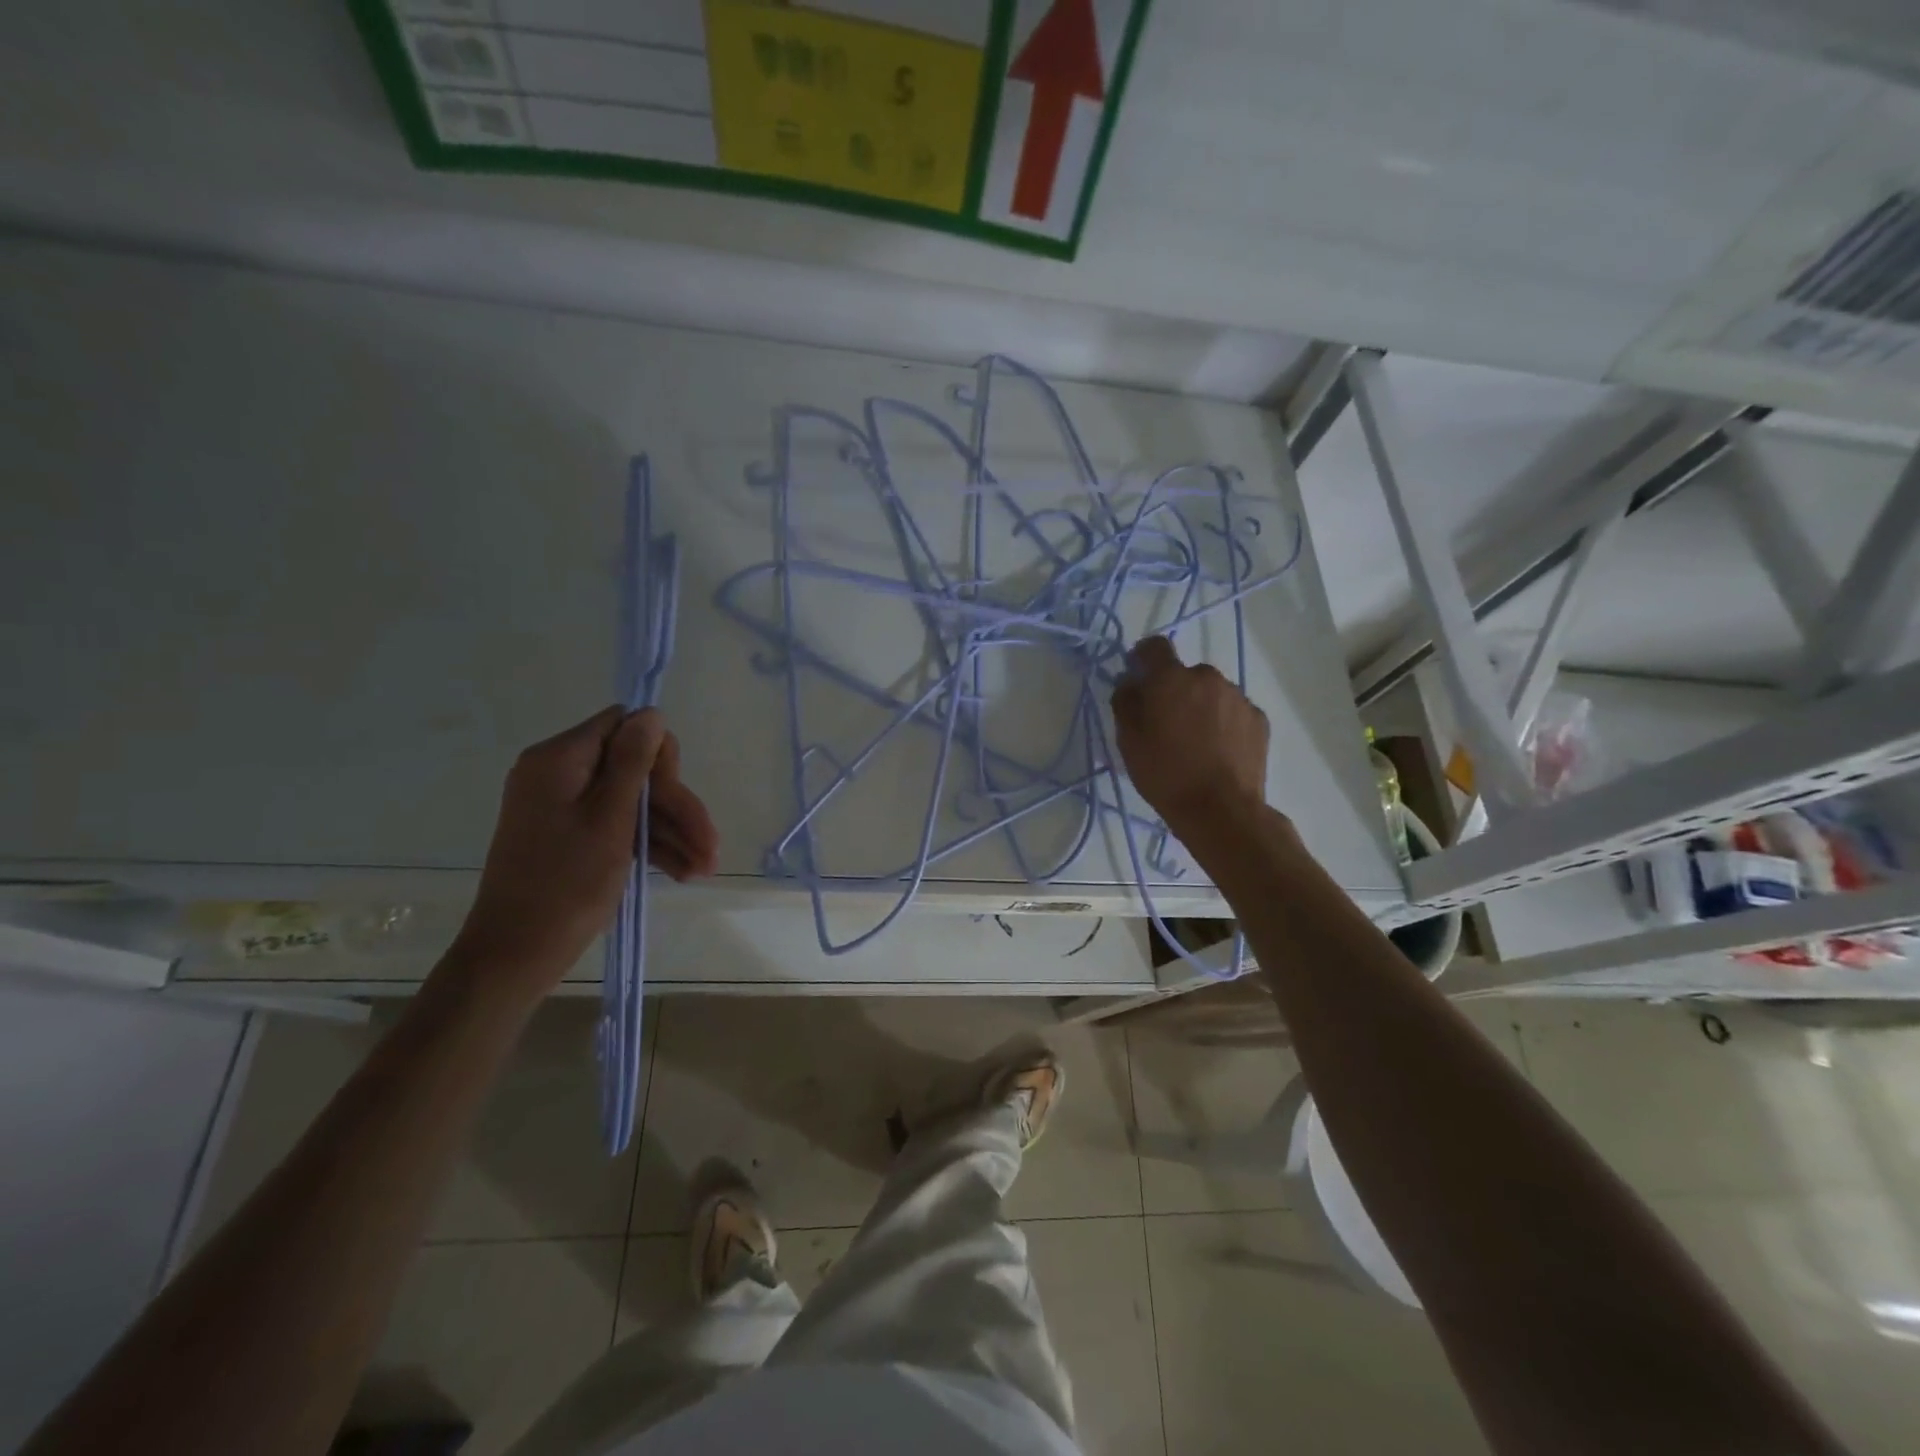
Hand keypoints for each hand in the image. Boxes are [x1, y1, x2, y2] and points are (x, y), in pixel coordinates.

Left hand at [450, 706, 718, 991]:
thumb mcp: (610, 818)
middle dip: (676, 805)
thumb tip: (651, 713)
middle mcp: (558, 773)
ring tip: (704, 868)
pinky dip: (649, 844)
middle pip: (635, 768)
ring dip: (671, 831)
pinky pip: (617, 824)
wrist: (517, 954)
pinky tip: (682, 871)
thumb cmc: (566, 884)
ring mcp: (563, 806)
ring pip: (633, 801)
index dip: (658, 756)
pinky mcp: (570, 834)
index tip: (677, 796)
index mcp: (559, 760)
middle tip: (709, 844)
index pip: (623, 727)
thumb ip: (633, 762)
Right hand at [1111, 636, 1269, 838]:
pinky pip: (1233, 711)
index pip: (1154, 646)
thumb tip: (1130, 682)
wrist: (1221, 809)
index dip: (1143, 658)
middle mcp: (1208, 677)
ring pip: (1212, 692)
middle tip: (1166, 724)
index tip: (1139, 678)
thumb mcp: (1128, 741)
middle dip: (1174, 691)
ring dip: (1201, 706)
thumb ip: (1125, 702)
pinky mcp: (1258, 719)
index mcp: (1172, 679)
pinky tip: (1217, 751)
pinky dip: (1223, 722)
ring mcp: (1238, 697)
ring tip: (1195, 742)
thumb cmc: (1165, 774)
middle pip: (1185, 674)